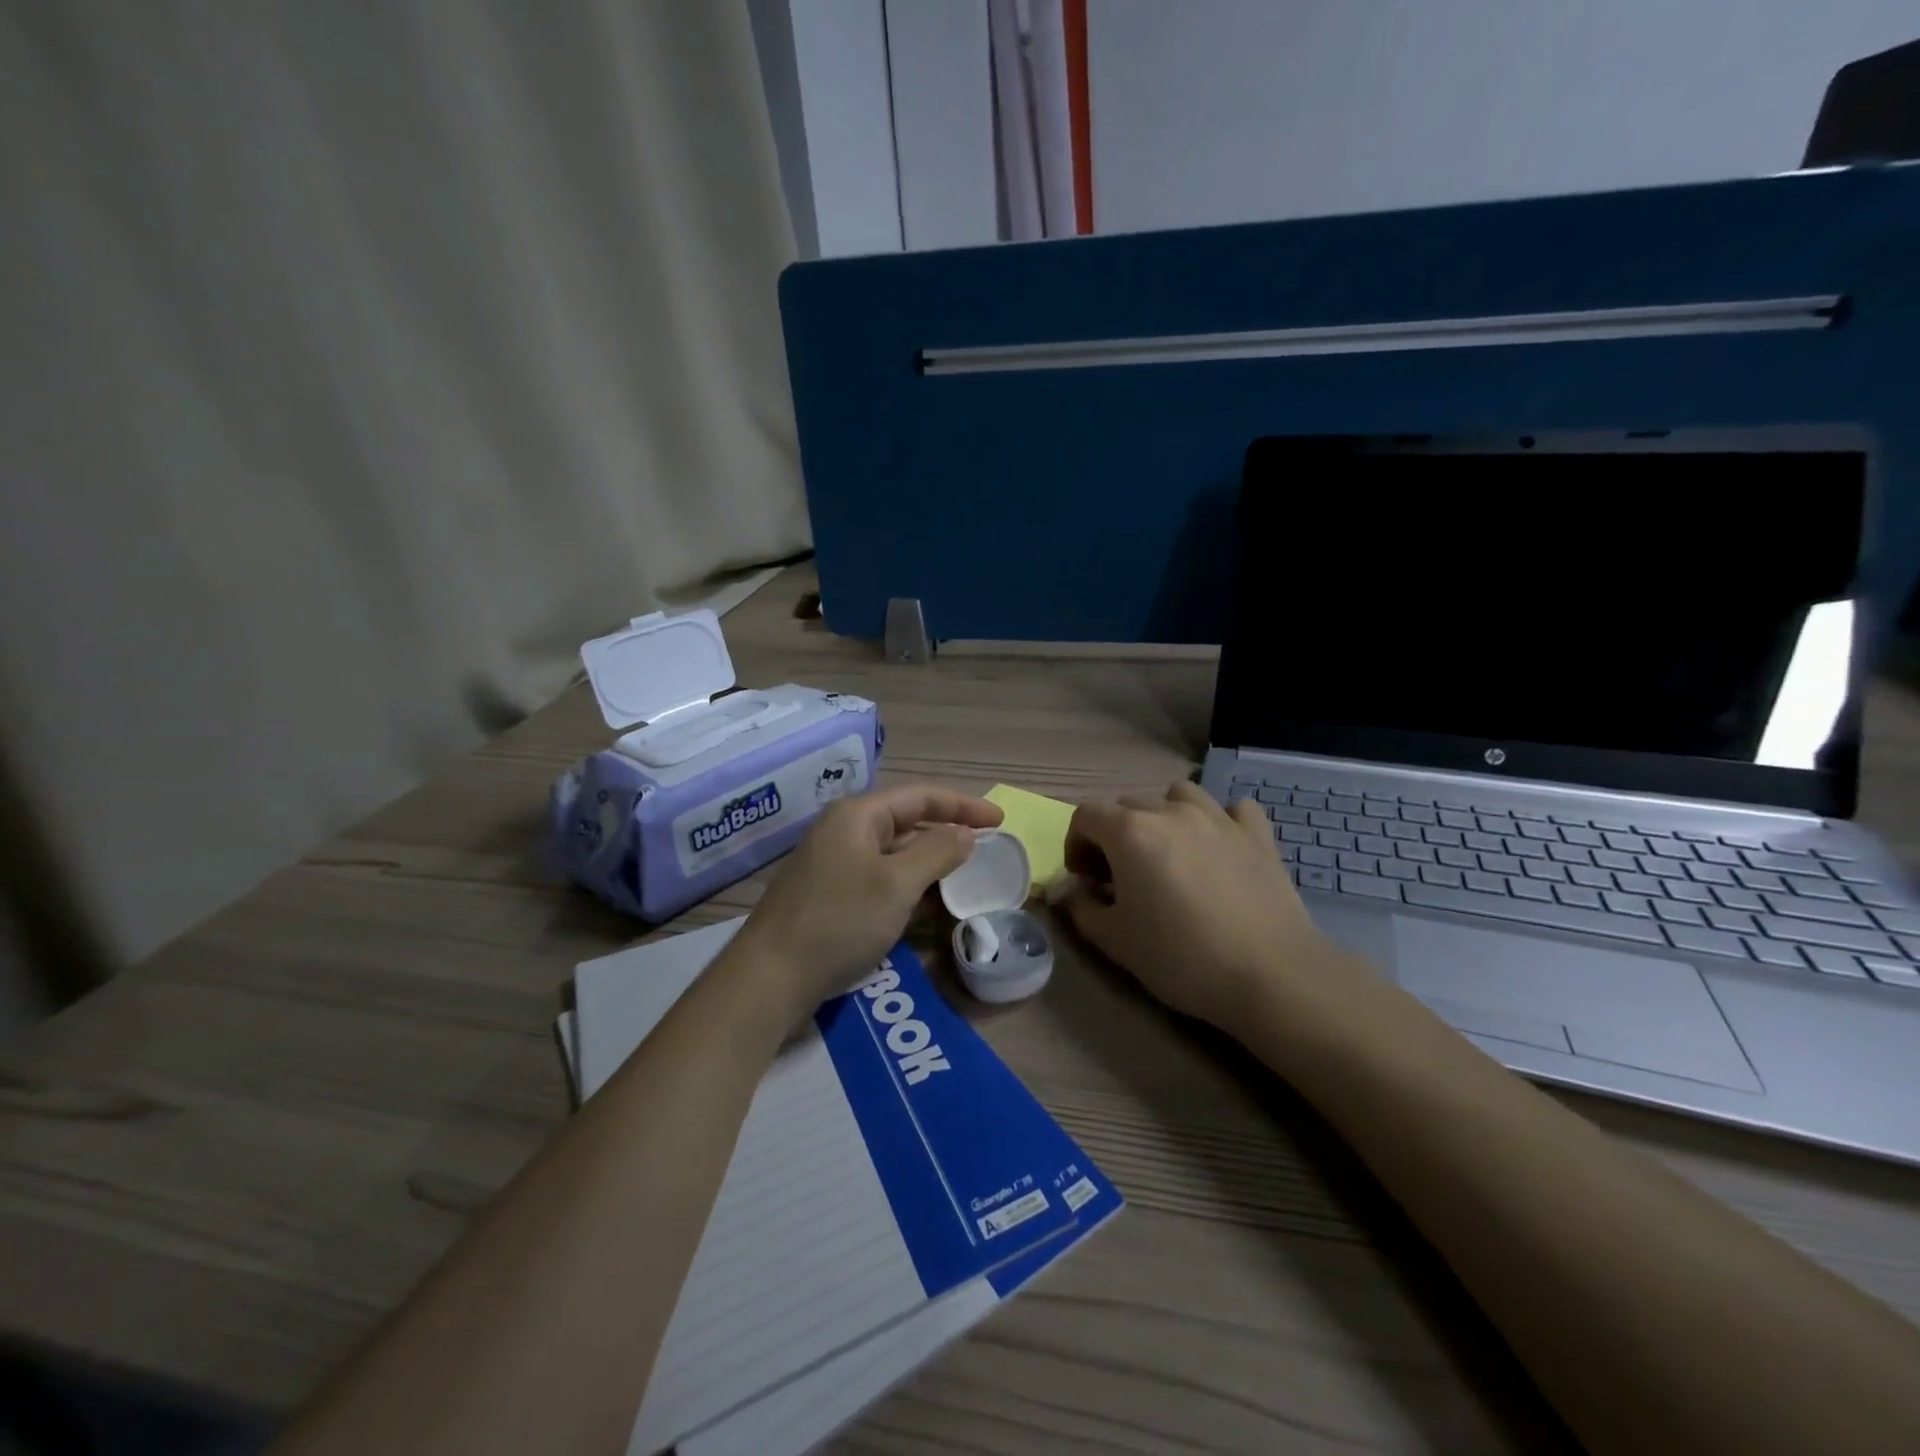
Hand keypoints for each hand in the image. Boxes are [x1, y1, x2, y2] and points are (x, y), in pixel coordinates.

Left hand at [733, 783, 1003, 1022]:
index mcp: (858, 815)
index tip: (1000, 820)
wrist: (770, 977)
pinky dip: (907, 886)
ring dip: (929, 863)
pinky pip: (880, 878)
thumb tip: (966, 834)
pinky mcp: (830, 894)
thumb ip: (937, 853)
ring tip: (963, 876)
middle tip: (985, 848)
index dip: (963, 805)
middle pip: (906, 821)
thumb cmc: (839, 921)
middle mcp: (844, 831)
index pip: (921, 796)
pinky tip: (927, 905)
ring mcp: (834, 863)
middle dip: (947, 833)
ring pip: (893, 853)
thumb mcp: (897, 884)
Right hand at [1059, 781, 1350, 1028]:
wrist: (1270, 975)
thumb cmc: (1181, 957)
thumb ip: (1082, 909)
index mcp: (1130, 832)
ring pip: (1178, 795)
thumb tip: (1072, 894)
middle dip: (1115, 835)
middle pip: (1128, 804)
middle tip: (1123, 876)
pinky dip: (1220, 821)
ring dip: (1164, 817)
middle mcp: (1171, 812)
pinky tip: (1220, 848)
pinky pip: (1233, 809)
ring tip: (1170, 854)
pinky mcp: (1258, 834)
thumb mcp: (1115, 941)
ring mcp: (1218, 817)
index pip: (1086, 816)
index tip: (1086, 879)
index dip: (1076, 844)